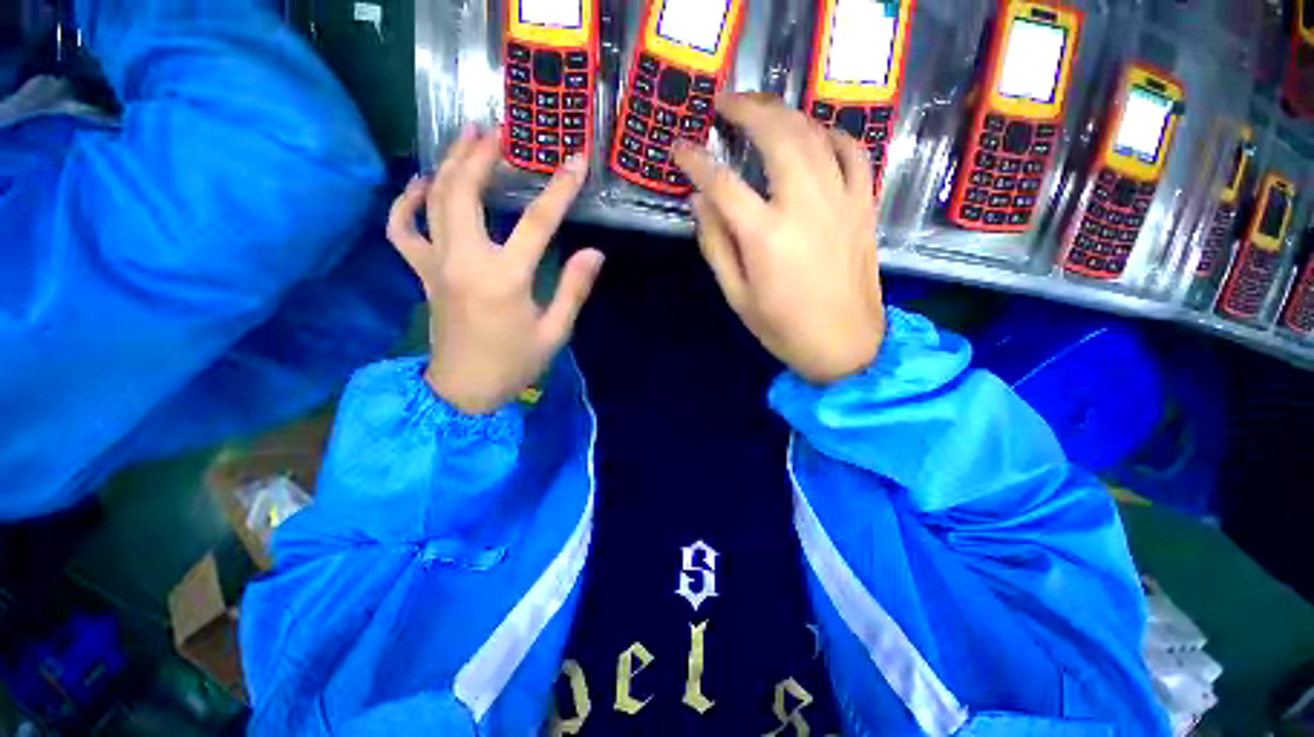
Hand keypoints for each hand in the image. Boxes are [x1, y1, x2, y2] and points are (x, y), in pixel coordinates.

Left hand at [387, 127, 603, 413]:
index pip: (538, 223)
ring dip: (449, 164)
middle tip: (500, 130)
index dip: (560, 190)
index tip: (575, 162)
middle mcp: (465, 261)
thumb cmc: (515, 363)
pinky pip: (402, 228)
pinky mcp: (422, 272)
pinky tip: (421, 184)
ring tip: (467, 139)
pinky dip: (406, 201)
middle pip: (465, 192)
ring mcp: (436, 264)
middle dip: (482, 155)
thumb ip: (573, 288)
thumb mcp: (555, 331)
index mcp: (505, 279)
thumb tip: (594, 253)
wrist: (465, 389)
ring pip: (433, 200)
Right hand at [672, 93, 884, 385]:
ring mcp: (841, 201)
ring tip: (762, 110)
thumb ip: (715, 245)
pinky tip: (815, 134)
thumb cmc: (783, 327)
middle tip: (725, 103)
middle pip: (777, 136)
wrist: (845, 345)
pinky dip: (833, 134)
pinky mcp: (864, 206)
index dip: (696, 161)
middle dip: (747, 109)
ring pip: (815, 135)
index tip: (679, 148)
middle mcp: (805, 207)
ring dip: (785, 113)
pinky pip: (854, 153)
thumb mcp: (736, 295)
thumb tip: (699, 201)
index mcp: (765, 236)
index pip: (722, 183)